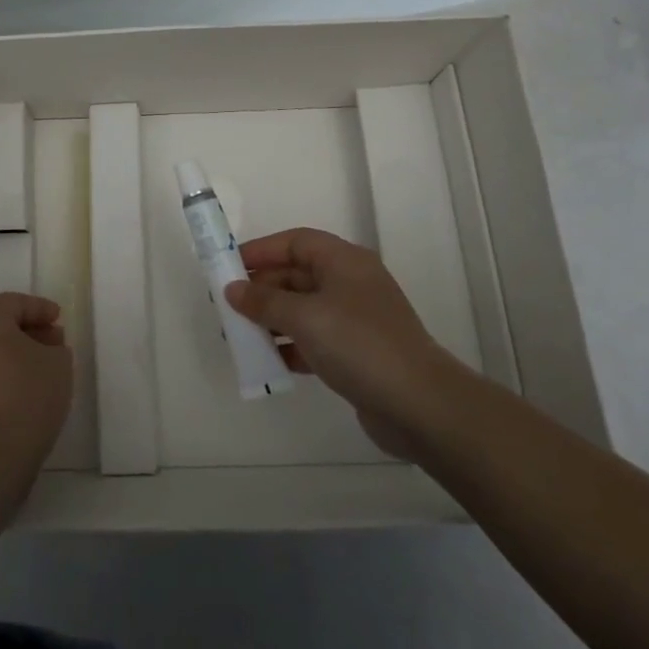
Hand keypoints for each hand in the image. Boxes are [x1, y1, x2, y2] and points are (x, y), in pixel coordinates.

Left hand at [0, 292, 72, 478]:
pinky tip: (29, 395)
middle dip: (29, 331)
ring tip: (46, 371)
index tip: (59, 318)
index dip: (39, 308)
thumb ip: (56, 348)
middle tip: (54, 342)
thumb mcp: (58, 364)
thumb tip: (47, 348)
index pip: (13, 302)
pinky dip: (7, 377)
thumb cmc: (25, 396)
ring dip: (18, 357)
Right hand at [227, 227, 447, 460]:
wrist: (419, 406)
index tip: (228, 266)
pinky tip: (268, 361)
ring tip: (240, 335)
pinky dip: (290, 346)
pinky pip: (313, 339)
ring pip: (303, 309)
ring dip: (272, 319)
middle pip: (297, 275)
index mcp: (344, 262)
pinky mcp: (356, 353)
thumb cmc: (359, 344)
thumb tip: (232, 289)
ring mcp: (355, 320)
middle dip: (262, 288)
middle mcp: (350, 284)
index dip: (261, 250)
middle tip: (228, 306)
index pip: (296, 242)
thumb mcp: (305, 317)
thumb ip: (264, 301)